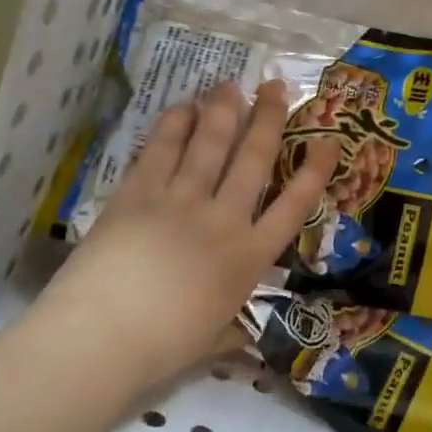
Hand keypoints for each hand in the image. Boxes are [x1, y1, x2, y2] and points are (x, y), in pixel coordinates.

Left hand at [44, 80, 338, 383]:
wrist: (104, 335)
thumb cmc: (164, 347)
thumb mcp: (212, 342)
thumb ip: (229, 332)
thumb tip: (238, 341)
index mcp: (249, 259)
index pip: (293, 206)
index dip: (314, 171)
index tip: (327, 141)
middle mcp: (223, 220)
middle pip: (253, 159)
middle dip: (268, 118)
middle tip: (275, 87)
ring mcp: (181, 201)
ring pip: (210, 144)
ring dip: (223, 111)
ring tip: (231, 84)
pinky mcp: (139, 193)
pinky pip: (161, 150)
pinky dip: (173, 125)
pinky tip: (182, 106)